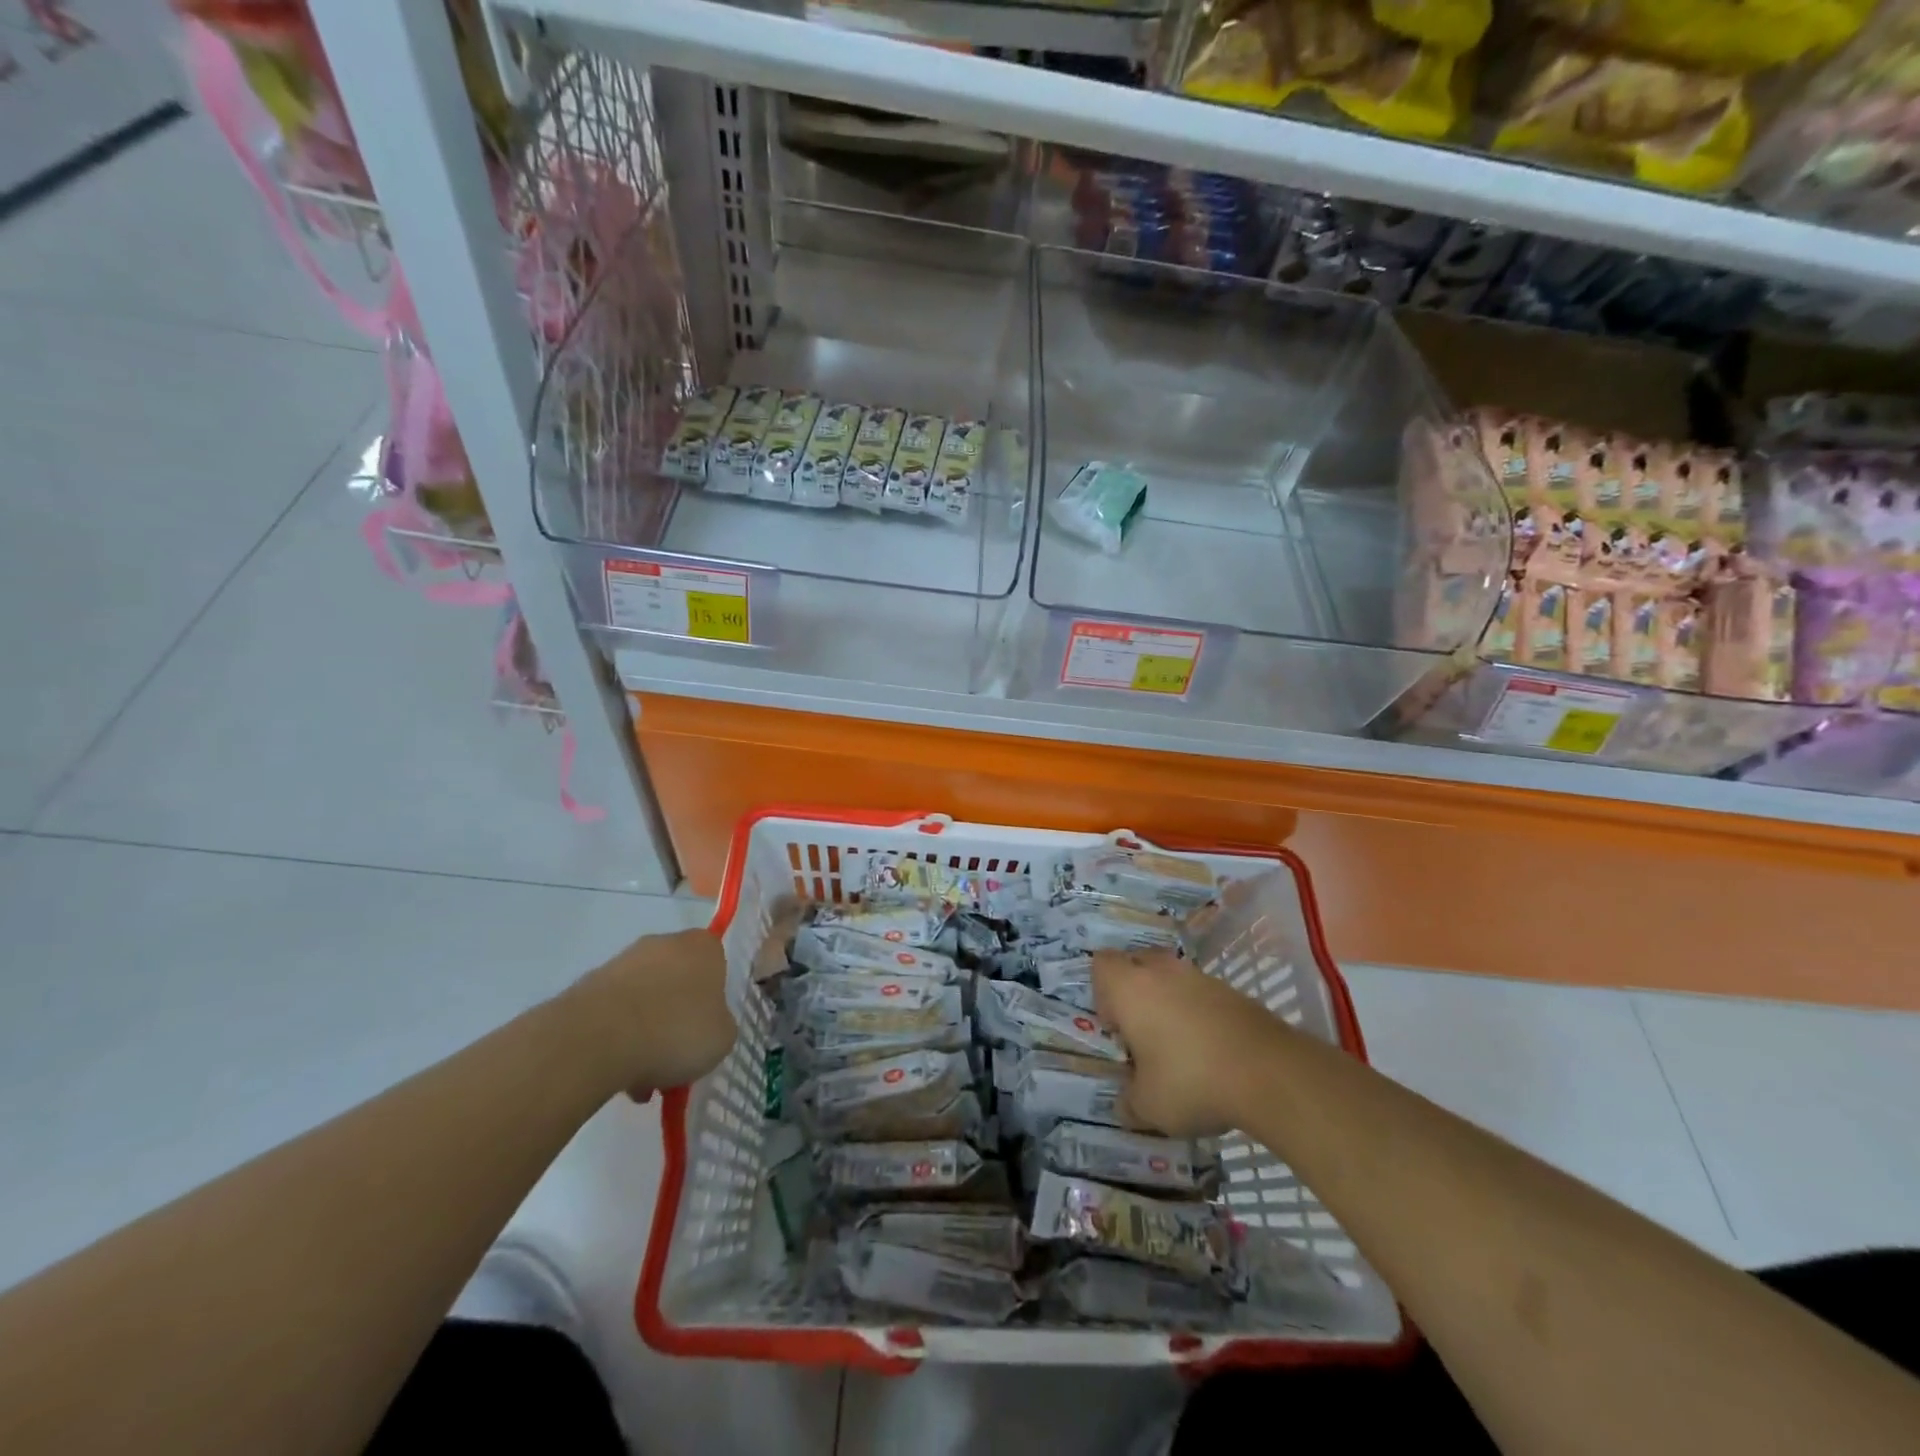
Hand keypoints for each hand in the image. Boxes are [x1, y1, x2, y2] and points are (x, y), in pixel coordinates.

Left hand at [570, 927, 734, 1098]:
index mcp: (703, 947)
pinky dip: (617, 1038)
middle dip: (675, 1015)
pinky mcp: (588, 984)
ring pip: (643, 999)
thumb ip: (720, 1025)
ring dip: (645, 1031)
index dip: (712, 998)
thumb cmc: (675, 1031)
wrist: (597, 1038)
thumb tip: (707, 1024)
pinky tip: (616, 1074)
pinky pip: (614, 1013)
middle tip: (675, 1056)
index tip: (706, 1028)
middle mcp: (664, 943)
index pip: (716, 964)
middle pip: (677, 980)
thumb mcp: (722, 1038)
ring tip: (640, 1077)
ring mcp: (623, 961)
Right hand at [1093, 948, 1286, 1137]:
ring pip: (1173, 978)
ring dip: (1170, 1003)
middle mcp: (1162, 971)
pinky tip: (1212, 1052)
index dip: (1102, 993)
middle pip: (1137, 963)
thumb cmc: (1191, 1080)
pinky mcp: (1233, 992)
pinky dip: (1201, 1015)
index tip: (1115, 1027)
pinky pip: (1204, 995)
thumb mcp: (1148, 1106)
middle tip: (1142, 1033)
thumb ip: (1129, 1101)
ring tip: (1179, 1047)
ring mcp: (1201, 977)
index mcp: (1130, 988)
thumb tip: (1126, 1103)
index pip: (1101, 964)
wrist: (1269, 1072)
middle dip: (1135, 992)